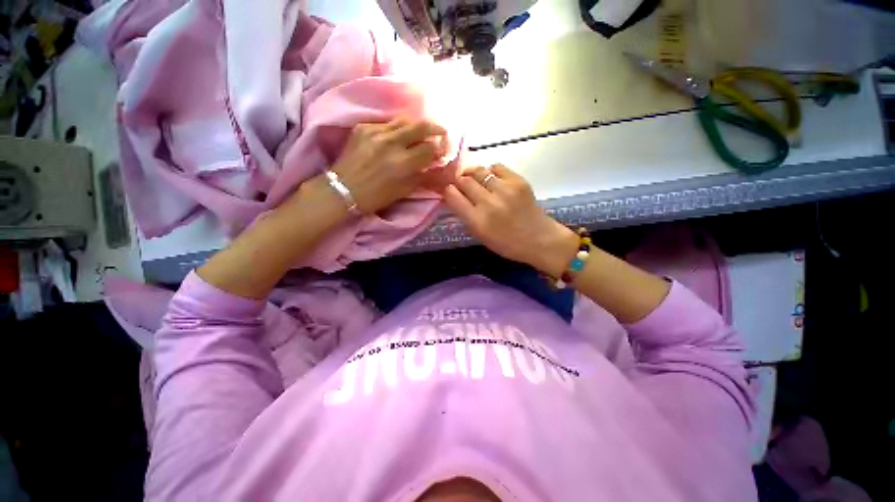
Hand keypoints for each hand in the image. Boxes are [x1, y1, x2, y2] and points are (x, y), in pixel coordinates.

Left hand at [332, 117, 446, 213]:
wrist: (343, 189)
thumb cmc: (376, 196)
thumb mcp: (404, 190)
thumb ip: (421, 175)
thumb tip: (433, 163)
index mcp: (403, 163)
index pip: (429, 148)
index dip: (439, 148)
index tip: (442, 150)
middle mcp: (391, 143)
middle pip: (421, 126)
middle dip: (435, 128)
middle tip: (441, 131)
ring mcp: (376, 132)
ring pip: (404, 121)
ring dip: (416, 126)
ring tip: (419, 132)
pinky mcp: (363, 127)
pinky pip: (386, 124)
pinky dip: (396, 130)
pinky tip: (396, 137)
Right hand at [443, 164, 579, 276]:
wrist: (539, 239)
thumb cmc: (507, 243)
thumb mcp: (481, 236)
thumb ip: (466, 216)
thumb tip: (456, 197)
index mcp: (477, 221)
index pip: (452, 196)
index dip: (448, 191)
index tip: (450, 191)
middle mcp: (488, 203)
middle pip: (464, 181)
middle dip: (460, 181)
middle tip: (462, 184)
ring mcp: (504, 190)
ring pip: (479, 171)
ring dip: (473, 174)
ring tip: (475, 178)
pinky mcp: (518, 181)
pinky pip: (497, 167)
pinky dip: (491, 171)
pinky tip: (493, 179)